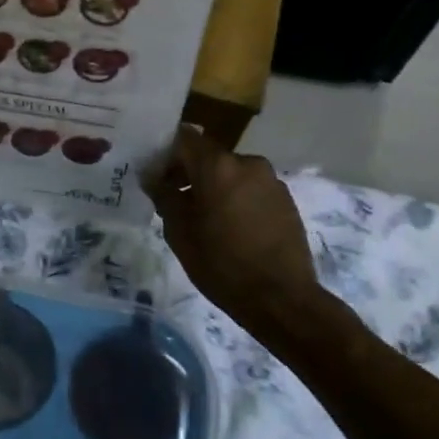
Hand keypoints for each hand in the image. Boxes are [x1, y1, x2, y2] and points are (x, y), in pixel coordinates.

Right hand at [144, 126, 340, 341]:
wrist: (282, 299)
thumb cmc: (222, 264)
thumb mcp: (180, 233)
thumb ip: (164, 197)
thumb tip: (153, 178)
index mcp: (218, 166)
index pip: (184, 138)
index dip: (165, 153)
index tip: (155, 175)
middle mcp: (247, 163)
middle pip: (209, 156)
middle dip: (189, 172)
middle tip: (174, 199)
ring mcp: (271, 181)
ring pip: (231, 173)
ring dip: (214, 186)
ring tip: (204, 218)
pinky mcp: (286, 200)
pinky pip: (251, 188)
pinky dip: (236, 198)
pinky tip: (231, 227)